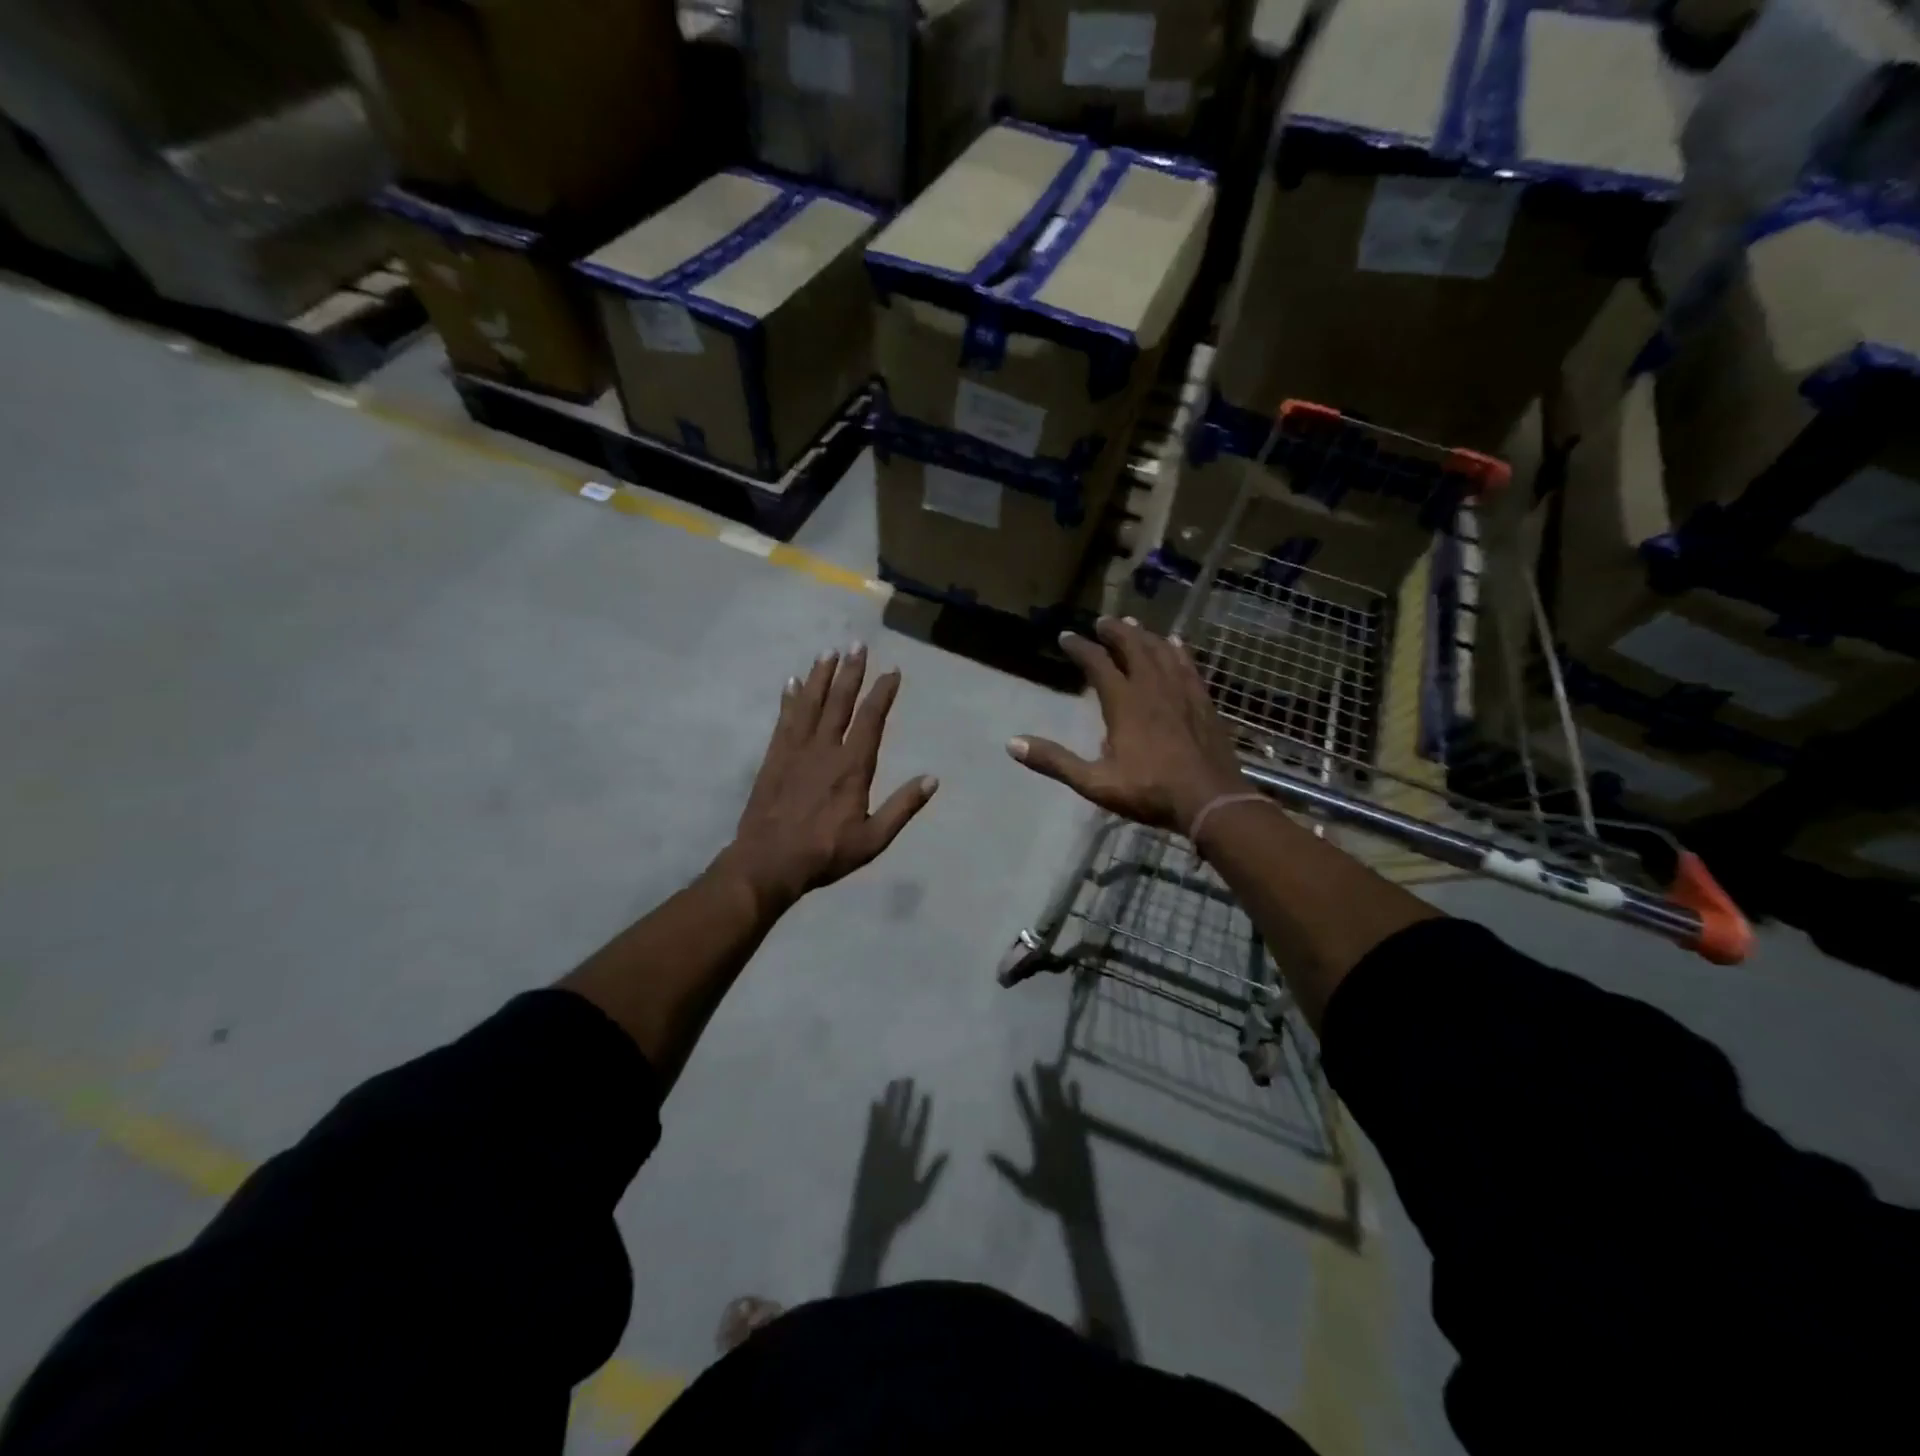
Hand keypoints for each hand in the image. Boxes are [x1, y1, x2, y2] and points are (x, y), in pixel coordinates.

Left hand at [727, 647, 936, 910]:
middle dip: (851, 672)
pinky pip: (784, 719)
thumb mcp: (873, 839)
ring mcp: (795, 750)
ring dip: (820, 676)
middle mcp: (824, 749)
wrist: (768, 862)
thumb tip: (932, 779)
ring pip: (810, 703)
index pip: (871, 719)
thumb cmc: (825, 852)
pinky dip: (790, 698)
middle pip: (839, 701)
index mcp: (852, 766)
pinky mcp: (774, 757)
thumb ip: (902, 807)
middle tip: (857, 644)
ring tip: (828, 651)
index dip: (882, 693)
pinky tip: (792, 682)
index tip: (892, 671)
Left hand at [846, 1079, 947, 1241]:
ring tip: (894, 1083)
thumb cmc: (899, 1211)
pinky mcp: (866, 1153)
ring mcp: (879, 1150)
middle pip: (902, 1118)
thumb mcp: (922, 1195)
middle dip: (905, 1097)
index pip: (918, 1129)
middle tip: (908, 1078)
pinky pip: (871, 1130)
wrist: (871, 1223)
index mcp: (910, 1159)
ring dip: (891, 1100)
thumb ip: (934, 1172)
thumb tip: (947, 1151)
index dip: (922, 1110)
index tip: (926, 1093)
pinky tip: (875, 1102)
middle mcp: (895, 1150)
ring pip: (886, 1120)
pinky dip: (873, 1116)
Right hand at [989, 1065, 1098, 1227]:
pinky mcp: (1081, 1135)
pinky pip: (1078, 1111)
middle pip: (1046, 1099)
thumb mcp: (1025, 1184)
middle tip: (1038, 1062)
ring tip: (1052, 1066)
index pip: (1028, 1109)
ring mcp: (1070, 1131)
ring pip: (1061, 1101)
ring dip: (1056, 1084)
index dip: (1022, 1092)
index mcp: (1039, 1139)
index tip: (1017, 1075)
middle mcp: (1054, 1130)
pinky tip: (1074, 1083)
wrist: (1079, 1207)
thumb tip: (987, 1154)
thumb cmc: (1050, 1196)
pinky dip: (1076, 1097)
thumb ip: (1007, 1168)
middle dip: (1042, 1080)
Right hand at [1008, 616, 1243, 833]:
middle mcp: (1152, 687)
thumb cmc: (1150, 791)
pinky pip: (1188, 664)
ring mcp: (1181, 691)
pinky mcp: (1202, 701)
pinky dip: (1177, 650)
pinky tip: (1176, 644)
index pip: (1098, 664)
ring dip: (1144, 635)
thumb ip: (1055, 761)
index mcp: (1124, 703)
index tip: (1066, 637)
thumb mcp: (1095, 782)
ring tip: (1133, 626)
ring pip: (1161, 651)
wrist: (1211, 800)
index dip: (1080, 648)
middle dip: (1114, 632)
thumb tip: (1012, 743)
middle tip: (1101, 622)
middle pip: (1132, 647)